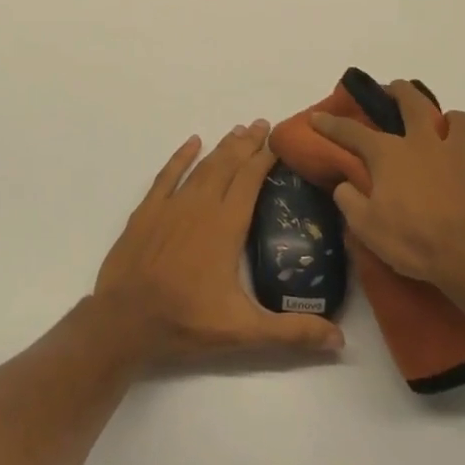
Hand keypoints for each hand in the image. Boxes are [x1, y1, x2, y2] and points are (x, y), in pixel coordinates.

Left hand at [94, 122, 344, 363]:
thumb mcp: (244, 331)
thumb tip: (340, 340)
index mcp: (226, 226)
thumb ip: (292, 332)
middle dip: (247, 143)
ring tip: (237, 130)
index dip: (265, 158)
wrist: (123, 321)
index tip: (279, 141)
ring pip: (202, 166)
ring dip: (222, 147)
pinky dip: (181, 157)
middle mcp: (201, 206)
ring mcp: (171, 205)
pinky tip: (192, 143)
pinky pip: (167, 175)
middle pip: (228, 165)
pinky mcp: (146, 211)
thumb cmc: (185, 321)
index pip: (251, 180)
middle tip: (263, 124)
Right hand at [311, 81, 464, 295]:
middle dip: (400, 91)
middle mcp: (425, 146)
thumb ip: (350, 201)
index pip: (352, 133)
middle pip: (414, 103)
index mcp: (390, 155)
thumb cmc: (413, 239)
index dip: (331, 124)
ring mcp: (461, 159)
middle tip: (394, 88)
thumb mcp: (366, 226)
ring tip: (447, 128)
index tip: (317, 117)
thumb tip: (345, 186)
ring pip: (462, 123)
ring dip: (453, 121)